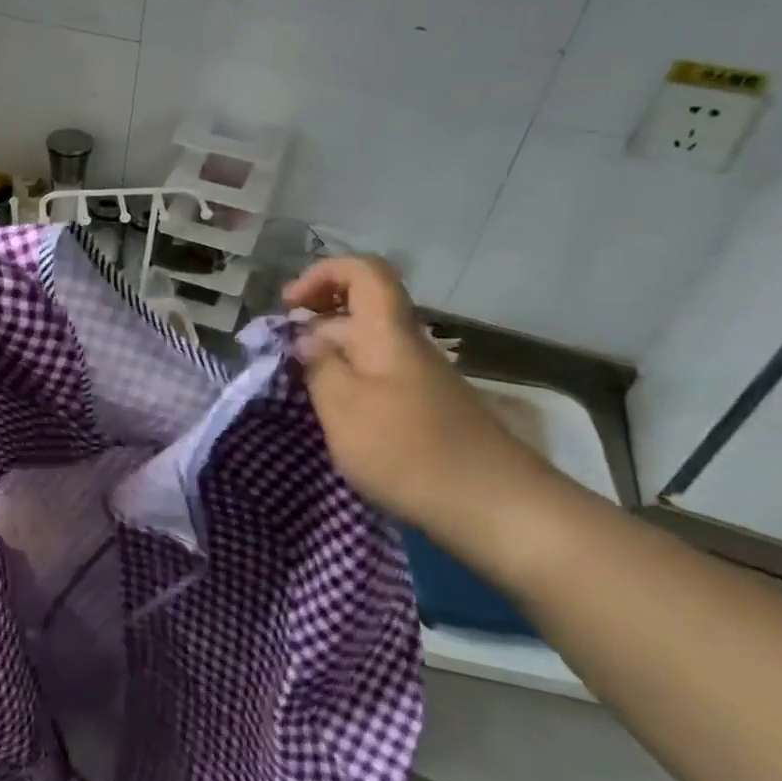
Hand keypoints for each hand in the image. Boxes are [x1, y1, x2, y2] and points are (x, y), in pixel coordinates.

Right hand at [284, 256, 554, 532]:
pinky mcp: (428, 410)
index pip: (363, 271)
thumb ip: (318, 366)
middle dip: (317, 320)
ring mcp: (422, 378)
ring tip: (301, 390)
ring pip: (369, 346)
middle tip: (284, 354)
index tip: (290, 305)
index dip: (322, 274)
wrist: (497, 509)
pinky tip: (336, 418)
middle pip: (361, 308)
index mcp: (387, 332)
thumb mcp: (343, 407)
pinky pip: (380, 377)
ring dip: (331, 356)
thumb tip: (306, 338)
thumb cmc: (408, 450)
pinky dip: (350, 384)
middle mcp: (407, 345)